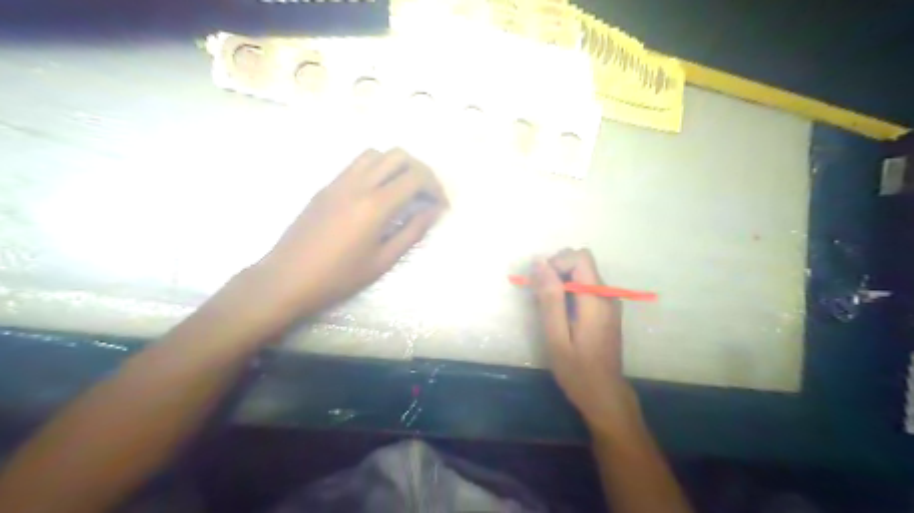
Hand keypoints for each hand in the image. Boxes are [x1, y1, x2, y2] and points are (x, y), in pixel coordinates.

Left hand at [252, 147, 446, 316]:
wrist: (287, 278)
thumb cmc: (338, 277)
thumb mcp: (382, 260)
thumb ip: (412, 232)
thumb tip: (432, 211)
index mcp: (375, 205)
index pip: (415, 178)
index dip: (435, 188)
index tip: (441, 206)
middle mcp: (358, 184)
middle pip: (398, 156)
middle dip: (421, 171)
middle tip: (427, 195)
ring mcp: (339, 181)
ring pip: (376, 153)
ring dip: (397, 165)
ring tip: (405, 189)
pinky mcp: (327, 186)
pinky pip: (357, 163)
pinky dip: (377, 168)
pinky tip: (379, 192)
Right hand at [533, 249, 636, 435]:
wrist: (605, 395)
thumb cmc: (577, 371)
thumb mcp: (556, 337)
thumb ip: (549, 298)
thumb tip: (539, 262)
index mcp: (596, 299)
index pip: (579, 256)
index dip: (556, 263)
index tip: (541, 285)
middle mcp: (607, 295)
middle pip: (581, 261)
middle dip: (556, 270)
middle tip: (540, 296)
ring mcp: (610, 301)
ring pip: (582, 273)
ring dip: (561, 281)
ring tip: (547, 309)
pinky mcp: (607, 309)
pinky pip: (586, 286)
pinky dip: (569, 291)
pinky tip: (560, 315)